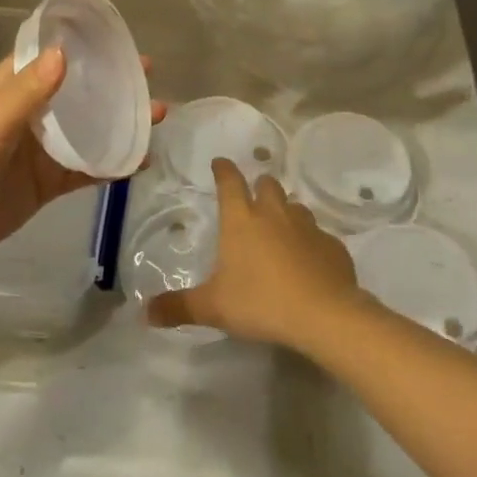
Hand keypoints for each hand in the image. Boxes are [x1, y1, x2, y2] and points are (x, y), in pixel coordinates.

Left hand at [0, 49, 164, 265]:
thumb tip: (64, 52)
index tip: (115, 35)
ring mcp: (41, 150)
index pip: (49, 58)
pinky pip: (86, 170)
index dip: (79, 46)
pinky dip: (112, 164)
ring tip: (156, 114)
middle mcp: (30, 114)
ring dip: (118, 122)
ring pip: (88, 130)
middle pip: (77, 92)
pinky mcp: (48, 183)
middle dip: (110, 83)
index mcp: (11, 89)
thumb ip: (28, 91)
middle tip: (147, 74)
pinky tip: (141, 159)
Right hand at [145, 159, 359, 349]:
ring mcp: (307, 226)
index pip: (229, 182)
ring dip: (285, 211)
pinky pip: (318, 235)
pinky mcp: (332, 245)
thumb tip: (145, 312)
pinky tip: (308, 259)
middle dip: (258, 186)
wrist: (323, 314)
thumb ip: (179, 307)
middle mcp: (274, 214)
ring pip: (295, 206)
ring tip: (279, 228)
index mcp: (242, 220)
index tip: (219, 163)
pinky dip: (310, 241)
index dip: (223, 170)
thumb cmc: (261, 302)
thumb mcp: (213, 308)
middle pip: (267, 185)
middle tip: (252, 197)